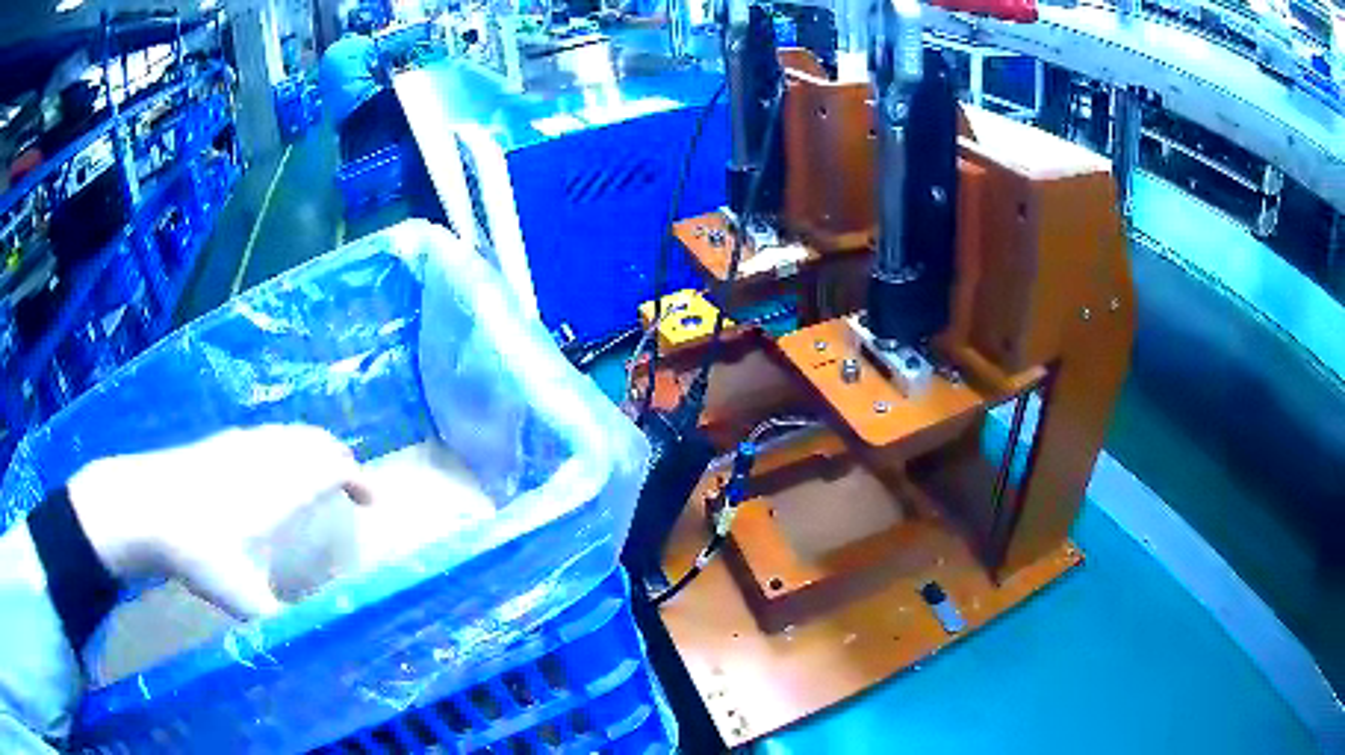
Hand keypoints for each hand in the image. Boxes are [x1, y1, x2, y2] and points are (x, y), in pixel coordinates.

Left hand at [67, 425, 369, 619]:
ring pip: (289, 434)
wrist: (144, 506)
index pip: (334, 464)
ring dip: (311, 451)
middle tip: (350, 488)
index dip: (359, 479)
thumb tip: (315, 643)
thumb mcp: (243, 597)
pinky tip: (268, 475)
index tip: (372, 502)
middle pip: (315, 440)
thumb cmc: (198, 550)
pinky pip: (265, 437)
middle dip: (340, 459)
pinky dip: (282, 448)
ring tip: (315, 480)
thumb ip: (282, 622)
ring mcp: (239, 443)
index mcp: (281, 485)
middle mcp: (266, 455)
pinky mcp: (218, 443)